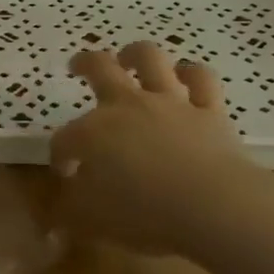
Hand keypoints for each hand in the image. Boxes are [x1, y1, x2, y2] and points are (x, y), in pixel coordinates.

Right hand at [49, 42, 273, 254]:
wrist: (213, 206)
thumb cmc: (143, 213)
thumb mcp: (90, 220)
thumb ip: (70, 209)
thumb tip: (62, 202)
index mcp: (92, 133)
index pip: (65, 140)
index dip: (60, 156)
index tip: (65, 174)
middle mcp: (127, 107)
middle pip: (99, 69)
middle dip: (83, 64)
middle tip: (76, 67)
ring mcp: (170, 103)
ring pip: (150, 59)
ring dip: (135, 54)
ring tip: (129, 57)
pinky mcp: (208, 110)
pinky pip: (200, 79)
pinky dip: (191, 73)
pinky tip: (185, 75)